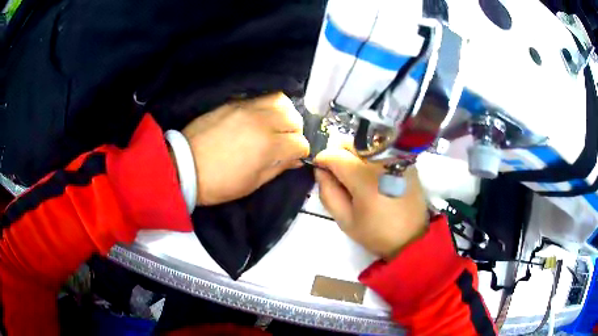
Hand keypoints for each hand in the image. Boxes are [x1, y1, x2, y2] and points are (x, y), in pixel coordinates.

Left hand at [182, 93, 308, 205]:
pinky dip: (267, 105)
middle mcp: (262, 122)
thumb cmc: (219, 183)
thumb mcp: (252, 184)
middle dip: (295, 132)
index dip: (300, 152)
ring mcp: (247, 108)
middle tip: (284, 141)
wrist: (184, 166)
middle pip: (295, 118)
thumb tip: (296, 159)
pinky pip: (261, 96)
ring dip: (284, 113)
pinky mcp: (233, 102)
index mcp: (269, 147)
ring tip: (275, 124)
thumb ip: (278, 168)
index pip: (300, 142)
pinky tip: (260, 117)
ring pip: (281, 100)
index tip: (293, 157)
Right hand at [314, 143, 427, 258]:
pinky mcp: (405, 160)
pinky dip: (369, 156)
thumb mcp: (346, 221)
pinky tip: (371, 174)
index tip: (320, 169)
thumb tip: (320, 171)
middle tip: (337, 173)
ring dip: (353, 154)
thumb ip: (328, 193)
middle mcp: (380, 160)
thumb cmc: (377, 233)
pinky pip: (379, 149)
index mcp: (364, 178)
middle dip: (337, 154)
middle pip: (349, 142)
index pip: (335, 155)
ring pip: (364, 142)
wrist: (413, 237)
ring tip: (354, 174)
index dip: (322, 160)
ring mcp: (395, 158)